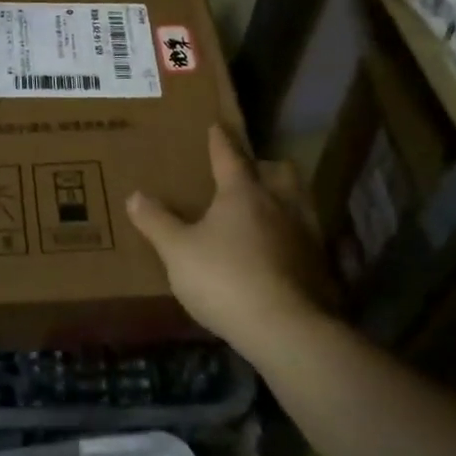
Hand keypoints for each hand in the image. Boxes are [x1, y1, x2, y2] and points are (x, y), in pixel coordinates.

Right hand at [126, 125, 328, 357]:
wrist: (286, 330)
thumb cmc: (226, 278)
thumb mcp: (178, 251)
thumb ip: (156, 222)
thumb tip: (135, 195)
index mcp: (243, 192)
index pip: (228, 156)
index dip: (220, 140)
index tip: (216, 125)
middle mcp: (279, 204)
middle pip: (279, 172)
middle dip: (266, 167)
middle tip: (251, 172)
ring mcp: (306, 234)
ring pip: (300, 203)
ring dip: (286, 200)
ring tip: (270, 210)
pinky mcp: (321, 266)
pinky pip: (308, 239)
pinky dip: (295, 238)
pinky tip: (284, 253)